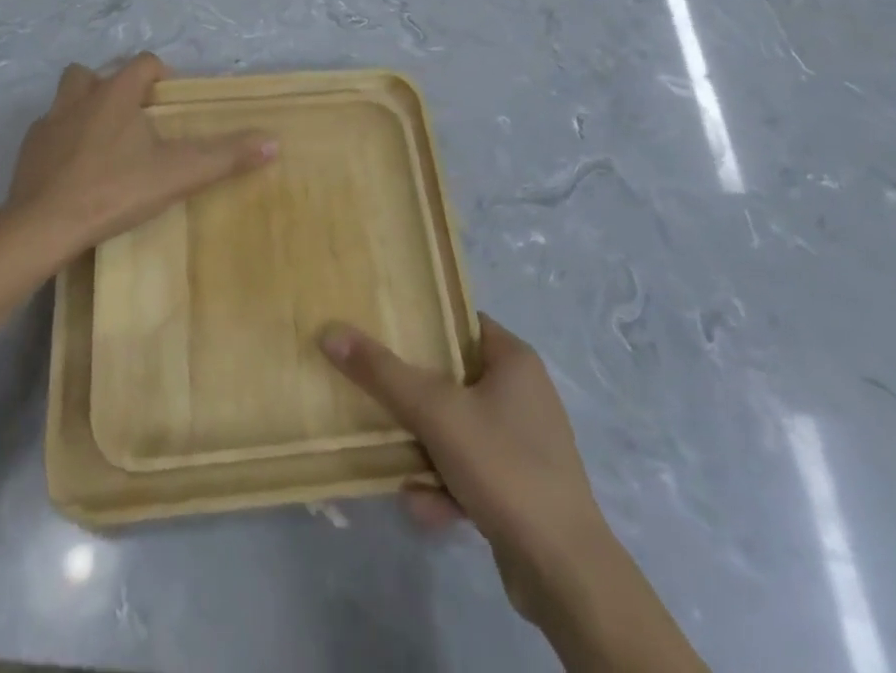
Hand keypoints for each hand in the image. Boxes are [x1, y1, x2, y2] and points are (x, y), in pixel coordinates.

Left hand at [5, 53, 275, 262]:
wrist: (43, 227)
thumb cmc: (114, 190)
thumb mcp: (177, 174)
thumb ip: (225, 156)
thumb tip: (274, 141)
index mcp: (115, 94)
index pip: (143, 62)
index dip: (160, 74)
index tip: (170, 101)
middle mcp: (79, 98)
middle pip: (94, 72)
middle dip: (114, 86)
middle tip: (133, 117)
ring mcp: (48, 124)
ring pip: (66, 98)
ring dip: (84, 108)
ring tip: (104, 140)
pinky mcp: (28, 151)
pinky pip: (48, 133)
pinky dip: (62, 141)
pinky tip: (74, 169)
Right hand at [323, 317, 706, 672]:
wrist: (564, 573)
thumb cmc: (503, 467)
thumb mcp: (435, 412)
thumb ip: (382, 373)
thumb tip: (331, 332)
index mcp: (514, 359)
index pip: (459, 323)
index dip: (421, 325)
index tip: (381, 333)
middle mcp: (522, 393)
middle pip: (451, 378)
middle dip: (413, 400)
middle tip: (377, 401)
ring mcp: (523, 443)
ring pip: (456, 430)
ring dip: (424, 451)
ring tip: (401, 472)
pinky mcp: (520, 487)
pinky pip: (469, 470)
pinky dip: (445, 486)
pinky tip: (426, 508)